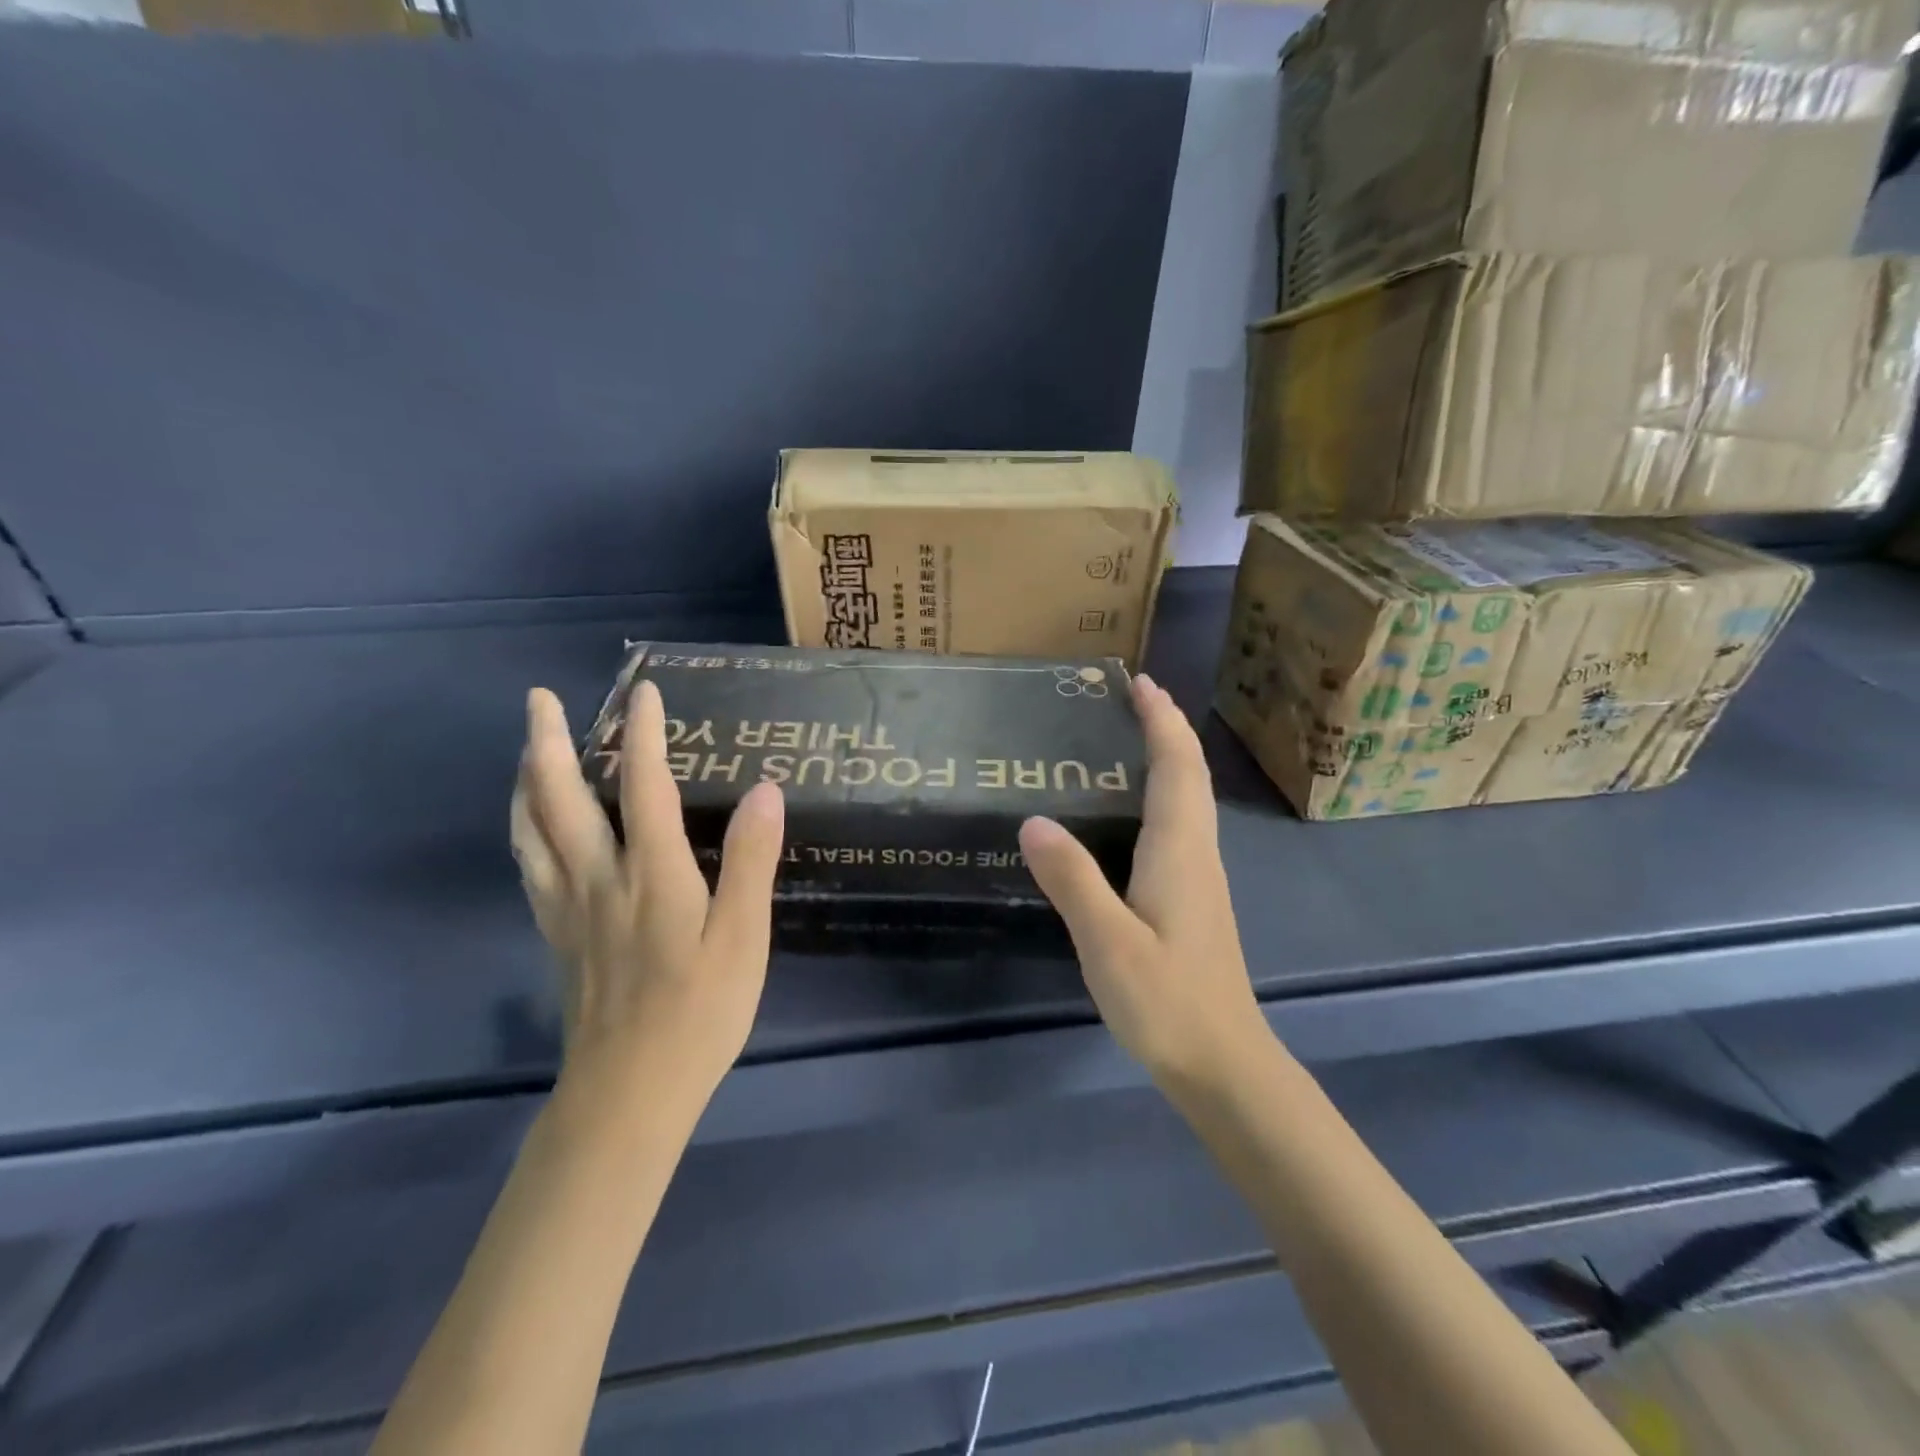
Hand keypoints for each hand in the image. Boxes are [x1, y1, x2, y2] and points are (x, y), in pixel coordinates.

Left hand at [510, 680, 785, 1122]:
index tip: (644, 692)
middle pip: (558, 798)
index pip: (642, 786)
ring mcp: (568, 908)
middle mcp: (598, 879)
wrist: (628, 1094)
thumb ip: (751, 861)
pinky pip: (529, 865)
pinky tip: (531, 826)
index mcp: (651, 875)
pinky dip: (524, 828)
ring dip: (524, 779)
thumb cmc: (699, 1013)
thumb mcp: (743, 938)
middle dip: (547, 740)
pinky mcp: (556, 935)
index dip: (642, 734)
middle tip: (539, 698)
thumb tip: (766, 791)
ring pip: (530, 829)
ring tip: (526, 747)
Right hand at [1019, 674, 1265, 1085]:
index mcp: (1180, 850)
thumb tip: (1033, 821)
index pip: (1176, 766)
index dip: (1161, 720)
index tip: (1139, 682)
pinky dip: (1164, 793)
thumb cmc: (1168, 1002)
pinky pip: (1181, 824)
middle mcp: (1197, 852)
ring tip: (1130, 736)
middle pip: (1190, 774)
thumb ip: (1073, 880)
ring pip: (1190, 798)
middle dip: (1166, 728)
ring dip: (1168, 757)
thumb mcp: (1108, 942)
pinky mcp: (1193, 899)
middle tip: (1132, 696)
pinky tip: (1134, 810)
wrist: (1224, 1064)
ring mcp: (1200, 877)